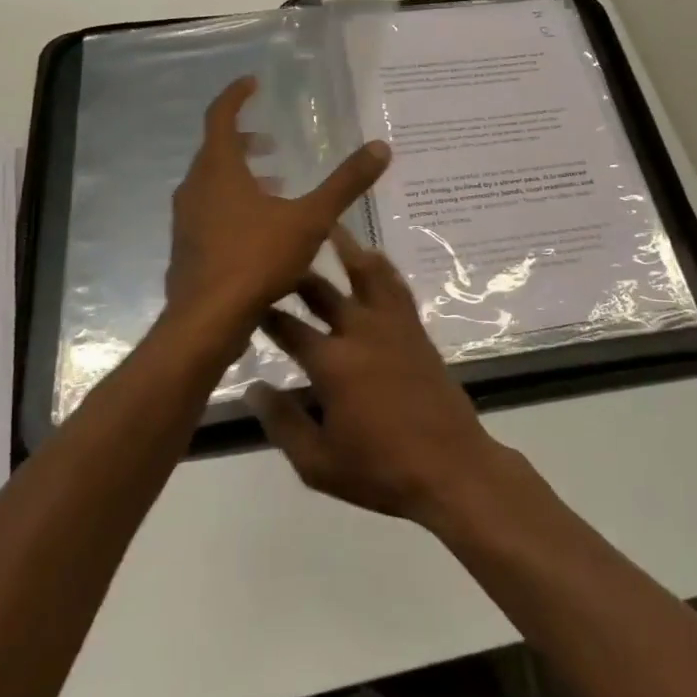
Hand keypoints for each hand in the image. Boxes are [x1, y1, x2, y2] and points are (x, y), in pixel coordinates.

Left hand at [166, 76, 389, 333]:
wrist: (206, 323)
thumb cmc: (255, 260)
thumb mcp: (310, 219)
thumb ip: (345, 184)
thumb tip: (381, 148)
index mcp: (219, 170)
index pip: (220, 117)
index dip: (236, 96)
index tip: (252, 83)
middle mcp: (195, 188)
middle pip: (216, 151)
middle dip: (245, 142)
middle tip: (273, 144)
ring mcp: (186, 220)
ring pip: (212, 185)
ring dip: (241, 178)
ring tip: (276, 187)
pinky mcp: (187, 248)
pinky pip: (210, 212)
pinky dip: (233, 206)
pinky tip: (261, 231)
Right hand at [246, 226, 508, 524]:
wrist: (452, 467)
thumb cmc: (380, 470)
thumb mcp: (318, 463)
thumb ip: (282, 423)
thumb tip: (253, 388)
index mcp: (331, 363)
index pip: (288, 328)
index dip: (264, 312)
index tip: (245, 298)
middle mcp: (360, 332)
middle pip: (322, 292)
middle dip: (297, 274)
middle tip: (277, 255)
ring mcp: (393, 326)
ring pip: (366, 273)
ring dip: (346, 248)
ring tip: (329, 226)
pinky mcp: (416, 330)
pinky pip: (396, 287)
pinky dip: (382, 267)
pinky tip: (374, 257)